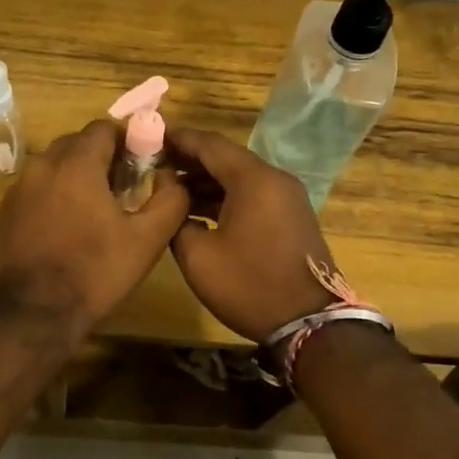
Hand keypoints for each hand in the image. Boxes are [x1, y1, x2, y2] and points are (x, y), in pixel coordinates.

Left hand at [0, 118, 189, 333]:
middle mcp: (41, 166)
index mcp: (76, 164)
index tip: (142, 165)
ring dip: (75, 179)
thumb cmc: (94, 272)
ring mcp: (16, 191)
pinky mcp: (2, 216)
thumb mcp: (147, 240)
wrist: (30, 314)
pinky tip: (64, 234)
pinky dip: (52, 201)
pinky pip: (34, 194)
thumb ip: (170, 201)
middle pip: (76, 145)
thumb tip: (174, 180)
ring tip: (94, 213)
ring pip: (53, 169)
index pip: (104, 128)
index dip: (128, 141)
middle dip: (101, 158)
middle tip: (122, 189)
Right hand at [166, 127, 340, 342]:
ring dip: (207, 179)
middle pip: (226, 157)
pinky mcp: (291, 215)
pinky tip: (198, 208)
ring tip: (170, 186)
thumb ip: (177, 219)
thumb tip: (172, 200)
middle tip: (154, 162)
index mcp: (254, 179)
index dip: (178, 139)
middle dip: (190, 159)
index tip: (150, 136)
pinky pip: (252, 193)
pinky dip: (226, 195)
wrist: (309, 322)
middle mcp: (274, 179)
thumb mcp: (198, 257)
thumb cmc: (250, 286)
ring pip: (240, 176)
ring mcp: (287, 197)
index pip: (210, 144)